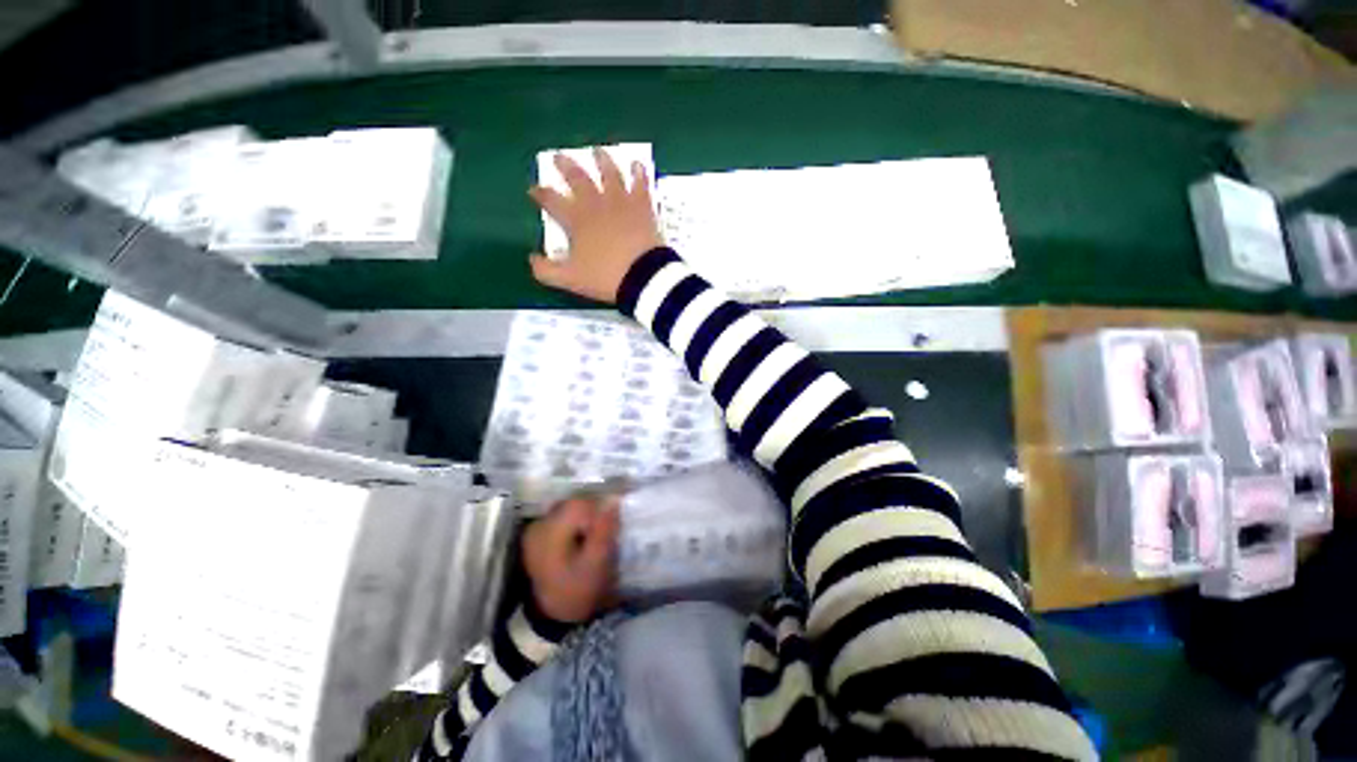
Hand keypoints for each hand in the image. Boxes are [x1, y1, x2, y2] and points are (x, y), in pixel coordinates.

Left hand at [521, 496, 619, 623]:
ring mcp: (536, 528)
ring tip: (593, 537)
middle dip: (593, 514)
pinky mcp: (538, 533)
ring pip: (569, 509)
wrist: (553, 615)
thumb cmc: (576, 591)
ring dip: (585, 518)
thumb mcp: (596, 564)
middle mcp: (539, 524)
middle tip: (604, 534)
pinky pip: (562, 517)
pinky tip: (581, 538)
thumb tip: (614, 500)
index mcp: (550, 532)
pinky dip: (575, 523)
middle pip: (574, 504)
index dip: (600, 511)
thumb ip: (604, 530)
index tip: (611, 528)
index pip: (581, 504)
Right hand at [528, 148, 664, 303]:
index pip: (552, 201)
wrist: (642, 276)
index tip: (534, 190)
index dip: (541, 194)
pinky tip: (637, 164)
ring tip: (597, 151)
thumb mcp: (570, 279)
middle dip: (566, 167)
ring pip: (610, 174)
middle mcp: (596, 205)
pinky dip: (638, 173)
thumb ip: (547, 271)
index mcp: (576, 220)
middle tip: (558, 157)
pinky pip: (640, 184)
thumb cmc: (604, 278)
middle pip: (578, 179)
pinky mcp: (643, 207)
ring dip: (602, 161)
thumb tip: (531, 260)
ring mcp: (621, 203)